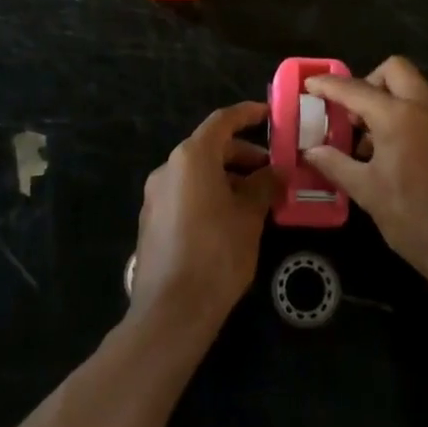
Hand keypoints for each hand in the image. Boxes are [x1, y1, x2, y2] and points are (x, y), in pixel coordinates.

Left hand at [131, 102, 276, 330]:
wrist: (171, 312)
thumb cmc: (217, 254)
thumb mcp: (249, 217)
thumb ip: (264, 186)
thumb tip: (275, 172)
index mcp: (192, 157)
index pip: (222, 121)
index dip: (247, 114)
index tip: (269, 115)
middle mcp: (168, 168)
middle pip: (209, 148)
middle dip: (242, 155)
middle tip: (272, 171)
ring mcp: (156, 196)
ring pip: (198, 173)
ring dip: (228, 178)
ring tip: (257, 199)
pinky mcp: (152, 221)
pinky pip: (186, 194)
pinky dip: (210, 195)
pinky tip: (231, 220)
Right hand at [304, 57, 427, 288]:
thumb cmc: (415, 220)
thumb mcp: (368, 193)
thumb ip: (336, 164)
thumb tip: (311, 151)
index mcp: (398, 117)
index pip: (355, 89)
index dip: (329, 85)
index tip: (310, 84)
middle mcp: (426, 108)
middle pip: (395, 70)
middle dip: (369, 81)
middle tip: (353, 114)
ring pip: (415, 89)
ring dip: (389, 100)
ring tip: (372, 142)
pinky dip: (408, 116)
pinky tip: (398, 154)